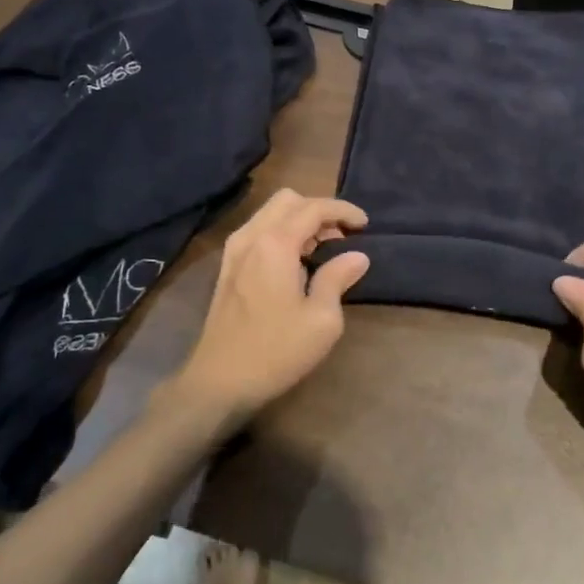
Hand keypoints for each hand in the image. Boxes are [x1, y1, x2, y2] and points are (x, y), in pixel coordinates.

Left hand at [175, 190, 369, 422]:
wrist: (218, 383)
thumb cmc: (275, 352)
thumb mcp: (322, 320)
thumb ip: (338, 279)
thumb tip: (357, 257)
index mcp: (275, 244)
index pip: (314, 208)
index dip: (343, 210)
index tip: (365, 224)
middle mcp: (251, 237)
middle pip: (288, 200)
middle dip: (319, 209)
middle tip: (343, 236)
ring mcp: (234, 251)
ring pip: (271, 213)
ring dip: (300, 220)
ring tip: (324, 247)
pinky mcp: (227, 267)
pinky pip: (259, 231)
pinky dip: (282, 232)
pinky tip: (297, 261)